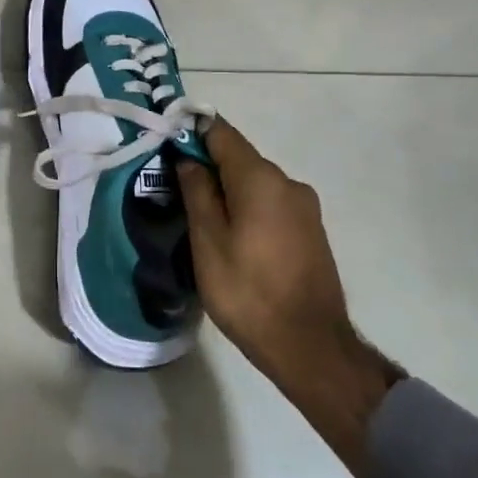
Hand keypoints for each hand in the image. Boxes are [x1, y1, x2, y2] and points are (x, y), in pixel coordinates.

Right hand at [177, 119, 402, 475]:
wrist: (309, 345)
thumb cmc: (247, 292)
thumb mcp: (207, 241)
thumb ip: (197, 192)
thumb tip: (188, 159)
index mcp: (261, 179)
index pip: (221, 133)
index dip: (191, 132)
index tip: (166, 145)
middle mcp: (288, 182)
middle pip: (239, 158)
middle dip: (207, 167)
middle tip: (174, 190)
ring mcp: (305, 207)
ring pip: (255, 183)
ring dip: (227, 191)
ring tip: (200, 220)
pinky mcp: (311, 230)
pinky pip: (270, 204)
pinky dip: (247, 208)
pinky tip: (231, 238)